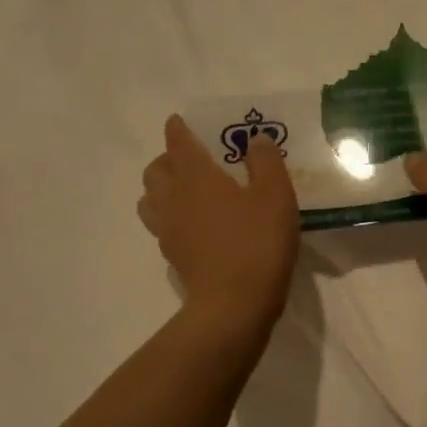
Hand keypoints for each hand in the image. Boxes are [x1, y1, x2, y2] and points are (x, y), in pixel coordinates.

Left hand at [139, 115, 298, 332]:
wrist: (234, 304)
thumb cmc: (257, 243)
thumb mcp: (275, 196)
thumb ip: (266, 161)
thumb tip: (255, 140)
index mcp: (195, 175)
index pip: (177, 141)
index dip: (179, 128)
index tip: (184, 122)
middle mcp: (172, 196)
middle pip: (155, 169)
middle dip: (169, 158)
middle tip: (193, 160)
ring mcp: (167, 228)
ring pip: (150, 198)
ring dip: (163, 188)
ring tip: (188, 192)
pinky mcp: (171, 255)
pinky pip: (161, 225)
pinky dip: (171, 217)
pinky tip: (195, 225)